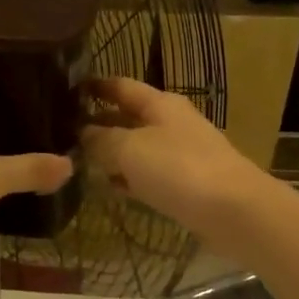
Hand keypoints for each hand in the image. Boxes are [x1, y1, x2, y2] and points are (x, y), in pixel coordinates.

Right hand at [82, 77, 267, 237]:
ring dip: (112, 154)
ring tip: (79, 161)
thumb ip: (101, 139)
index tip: (67, 90)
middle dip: (99, 123)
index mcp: (160, 104)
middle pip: (129, 117)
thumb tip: (83, 133)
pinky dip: (130, 179)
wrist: (235, 212)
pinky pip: (150, 176)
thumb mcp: (129, 149)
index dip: (96, 86)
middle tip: (64, 133)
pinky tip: (111, 188)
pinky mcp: (187, 185)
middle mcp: (171, 123)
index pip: (122, 86)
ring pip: (138, 148)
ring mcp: (181, 155)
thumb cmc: (179, 169)